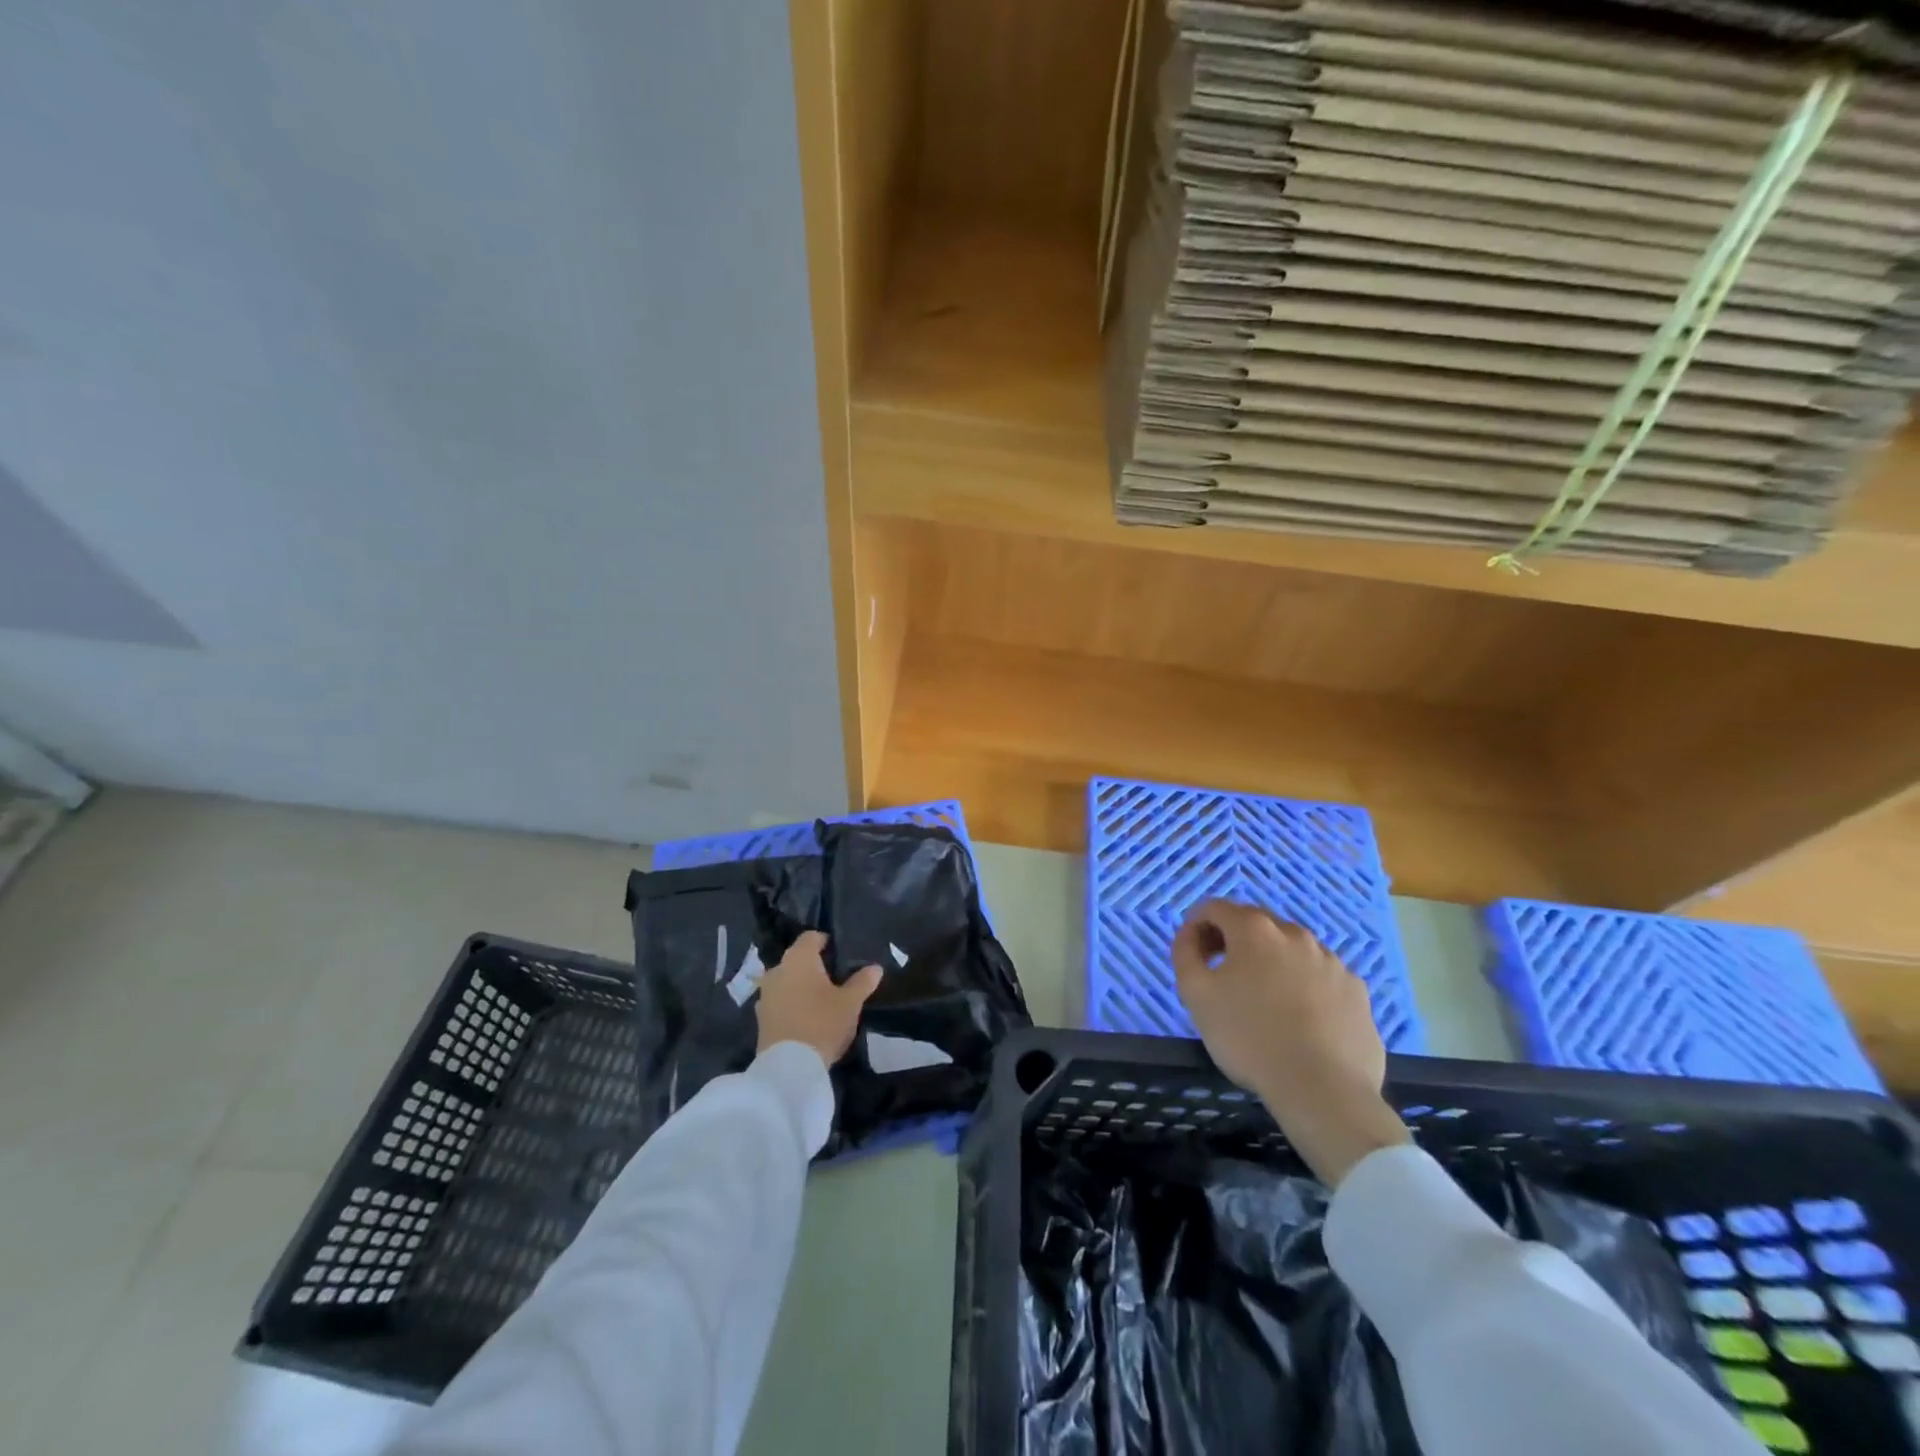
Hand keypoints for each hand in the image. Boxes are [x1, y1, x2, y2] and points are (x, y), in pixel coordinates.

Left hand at [755, 930, 883, 1065]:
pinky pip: (779, 1000)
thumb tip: (875, 968)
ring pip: (786, 980)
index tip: (841, 954)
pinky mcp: (760, 1017)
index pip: (811, 937)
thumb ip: (863, 982)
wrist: (788, 1068)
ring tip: (821, 999)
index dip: (827, 942)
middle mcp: (777, 969)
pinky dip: (791, 1003)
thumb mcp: (850, 1003)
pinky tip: (806, 1016)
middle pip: (797, 959)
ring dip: (800, 986)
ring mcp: (764, 994)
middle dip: (814, 966)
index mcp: (799, 958)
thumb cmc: (822, 1023)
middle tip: (835, 978)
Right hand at [1173, 900, 1409, 1185]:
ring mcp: (1332, 962)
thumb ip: (1185, 953)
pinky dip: (1304, 987)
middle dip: (1233, 941)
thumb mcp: (1195, 994)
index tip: (1193, 954)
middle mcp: (1295, 934)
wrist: (1323, 1090)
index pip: (1215, 908)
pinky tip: (1300, 1020)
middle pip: (1255, 924)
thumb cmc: (1249, 1037)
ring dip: (1271, 963)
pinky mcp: (1356, 992)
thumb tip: (1191, 935)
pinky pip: (1320, 978)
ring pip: (1291, 951)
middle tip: (1223, 977)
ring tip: (1264, 1002)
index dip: (1197, 925)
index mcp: (1254, 930)